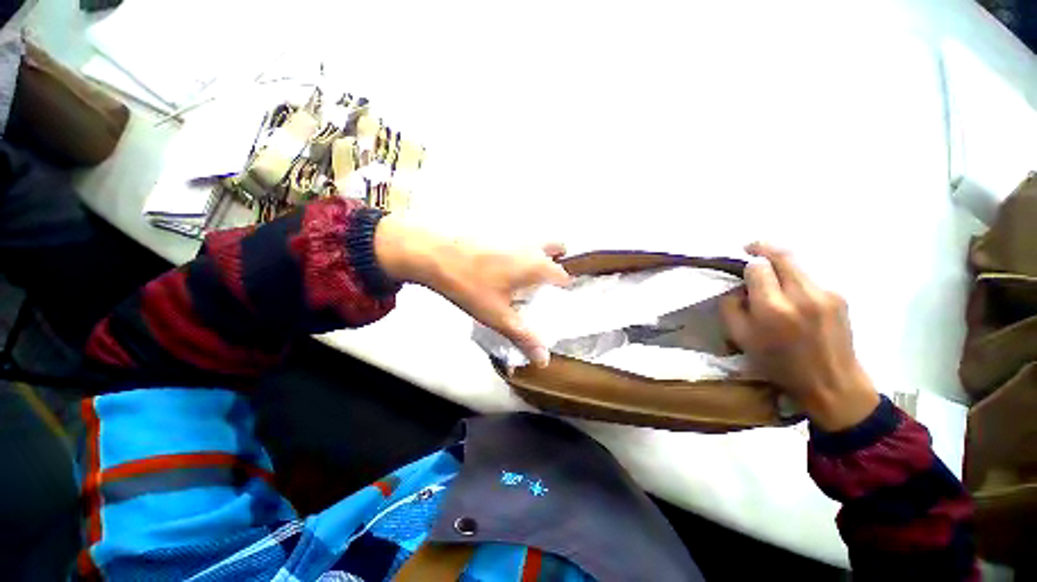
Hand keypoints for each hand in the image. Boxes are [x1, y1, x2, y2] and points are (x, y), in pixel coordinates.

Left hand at [374, 215, 570, 366]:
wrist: (435, 256)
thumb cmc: (471, 286)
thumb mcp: (498, 316)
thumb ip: (523, 336)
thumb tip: (544, 360)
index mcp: (536, 265)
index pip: (564, 275)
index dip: (565, 288)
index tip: (560, 299)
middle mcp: (530, 246)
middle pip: (556, 248)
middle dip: (558, 262)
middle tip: (548, 283)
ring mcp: (512, 236)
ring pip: (536, 243)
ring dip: (539, 256)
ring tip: (526, 279)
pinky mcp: (496, 234)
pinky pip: (518, 242)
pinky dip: (520, 253)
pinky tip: (502, 269)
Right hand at [720, 242, 879, 431]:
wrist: (831, 382)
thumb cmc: (778, 363)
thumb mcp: (740, 338)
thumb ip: (731, 307)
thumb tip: (737, 287)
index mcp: (773, 308)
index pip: (758, 267)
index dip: (747, 264)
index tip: (740, 267)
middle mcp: (802, 295)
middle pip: (782, 254)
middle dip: (763, 247)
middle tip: (751, 248)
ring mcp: (826, 293)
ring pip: (798, 263)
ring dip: (781, 263)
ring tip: (771, 274)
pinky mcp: (840, 296)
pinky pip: (811, 276)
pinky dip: (796, 277)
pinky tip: (794, 294)